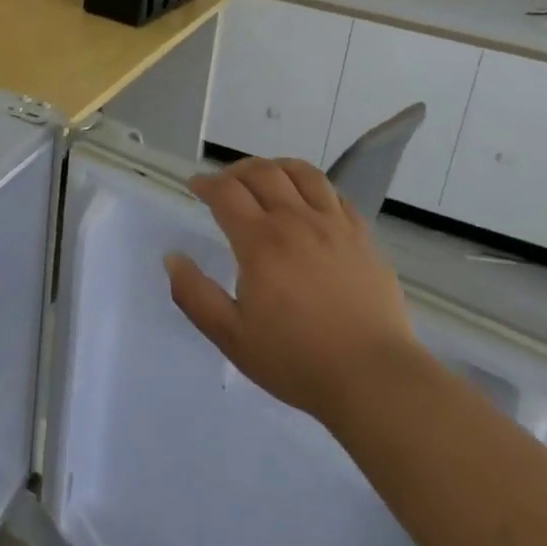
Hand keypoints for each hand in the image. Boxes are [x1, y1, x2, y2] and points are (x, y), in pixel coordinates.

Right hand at [167, 156, 417, 429]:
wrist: (373, 377)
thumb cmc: (296, 360)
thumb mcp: (231, 337)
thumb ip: (195, 295)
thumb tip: (173, 257)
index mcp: (261, 242)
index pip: (227, 192)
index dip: (206, 183)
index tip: (196, 186)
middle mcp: (296, 221)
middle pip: (262, 172)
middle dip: (236, 170)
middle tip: (225, 183)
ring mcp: (334, 225)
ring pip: (302, 173)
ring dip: (276, 167)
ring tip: (265, 179)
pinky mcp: (363, 236)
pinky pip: (335, 194)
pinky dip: (313, 187)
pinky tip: (308, 202)